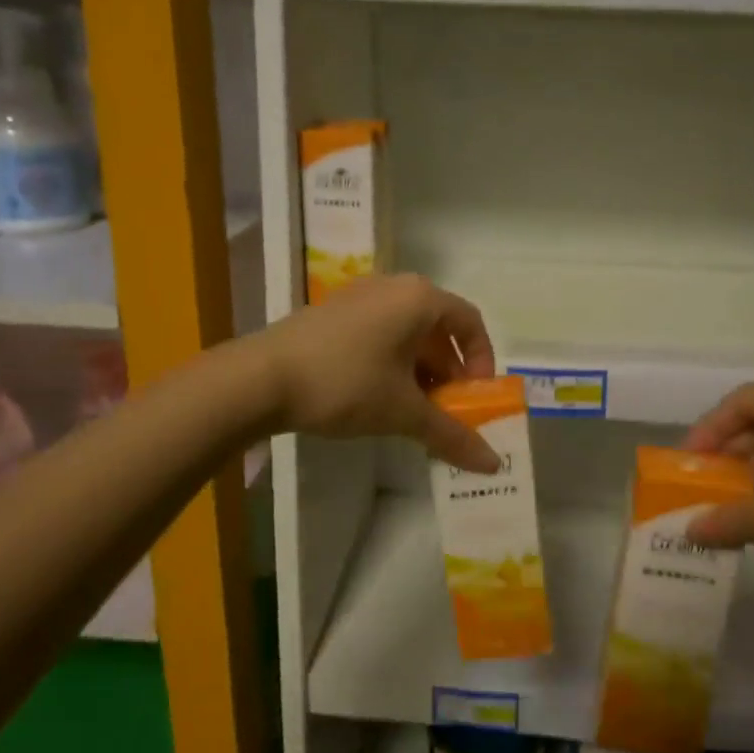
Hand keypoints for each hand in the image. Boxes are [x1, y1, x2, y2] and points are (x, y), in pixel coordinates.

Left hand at [259, 275, 501, 471]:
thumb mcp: (403, 412)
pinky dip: (391, 363)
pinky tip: (377, 397)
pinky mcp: (333, 312)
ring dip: (420, 372)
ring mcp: (359, 296)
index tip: (473, 398)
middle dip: (448, 373)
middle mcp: (393, 287)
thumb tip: (493, 465)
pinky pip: (379, 333)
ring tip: (411, 411)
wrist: (259, 378)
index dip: (481, 362)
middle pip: (439, 328)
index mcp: (419, 298)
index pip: (470, 322)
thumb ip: (452, 435)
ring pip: (407, 333)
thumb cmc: (345, 384)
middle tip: (444, 411)